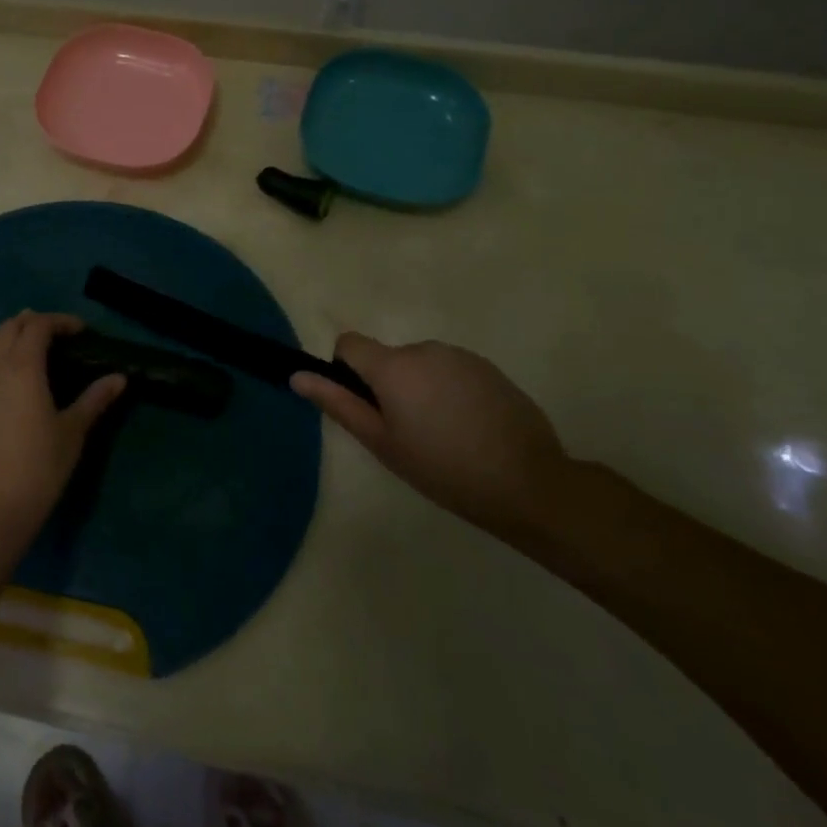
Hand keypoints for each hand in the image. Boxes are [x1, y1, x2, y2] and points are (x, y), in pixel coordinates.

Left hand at [0, 312, 125, 551]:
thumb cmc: (40, 466)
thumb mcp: (73, 431)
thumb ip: (94, 399)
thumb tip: (120, 378)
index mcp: (24, 366)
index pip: (39, 327)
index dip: (61, 322)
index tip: (82, 331)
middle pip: (13, 327)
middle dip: (36, 322)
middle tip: (61, 334)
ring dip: (11, 329)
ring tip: (29, 332)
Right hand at [290, 335, 568, 537]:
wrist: (529, 483)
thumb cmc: (442, 468)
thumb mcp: (382, 443)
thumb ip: (338, 403)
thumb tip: (297, 376)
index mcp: (393, 366)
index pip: (349, 343)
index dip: (347, 370)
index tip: (365, 406)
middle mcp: (424, 349)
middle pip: (387, 357)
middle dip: (388, 385)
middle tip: (406, 433)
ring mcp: (461, 356)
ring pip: (421, 365)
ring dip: (420, 388)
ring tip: (443, 434)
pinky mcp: (489, 369)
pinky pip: (452, 372)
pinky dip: (450, 392)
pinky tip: (469, 429)